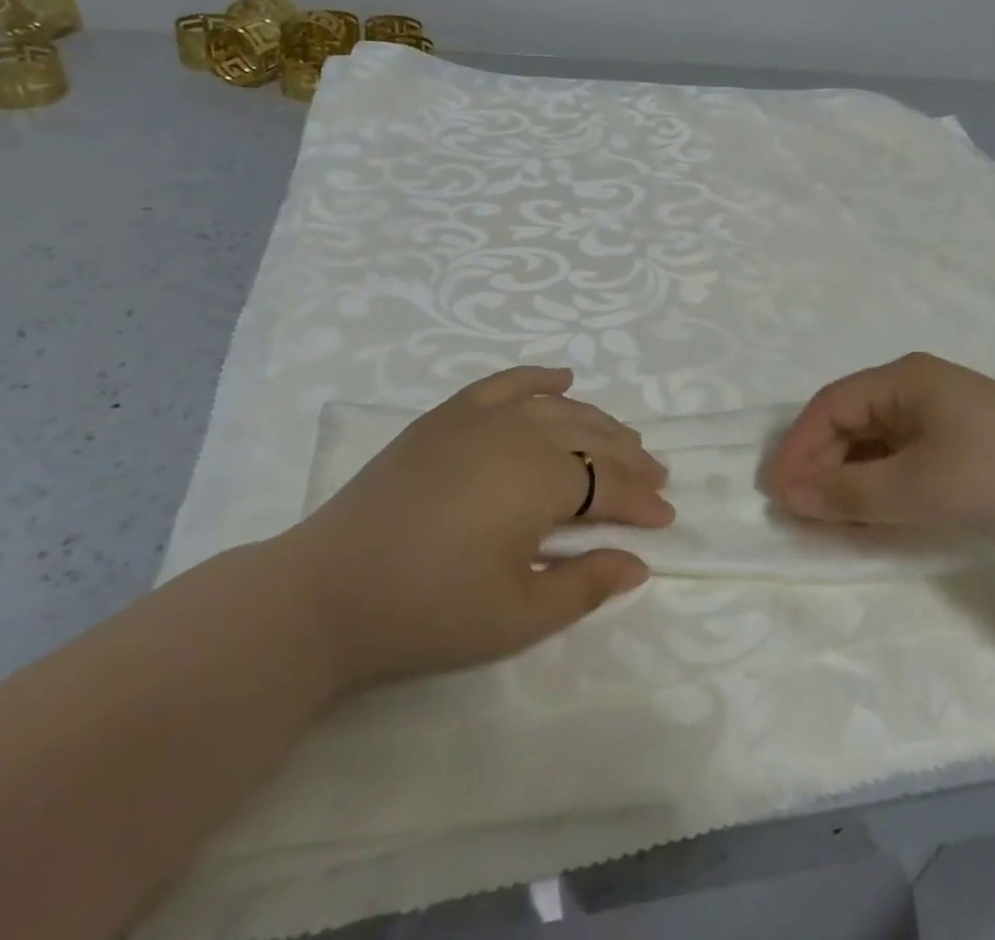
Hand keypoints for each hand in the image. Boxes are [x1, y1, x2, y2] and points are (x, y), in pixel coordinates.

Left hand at [276, 367, 673, 691]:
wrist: (326, 591)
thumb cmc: (428, 611)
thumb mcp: (517, 615)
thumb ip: (585, 585)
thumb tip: (637, 562)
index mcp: (539, 478)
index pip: (607, 484)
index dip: (641, 502)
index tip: (667, 520)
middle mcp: (517, 432)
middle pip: (589, 437)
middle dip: (629, 458)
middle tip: (656, 478)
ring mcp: (478, 418)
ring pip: (556, 408)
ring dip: (596, 421)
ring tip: (623, 440)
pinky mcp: (445, 417)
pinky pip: (504, 384)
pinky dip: (537, 379)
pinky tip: (561, 378)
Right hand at [762, 352, 994, 566]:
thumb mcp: (917, 488)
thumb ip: (848, 493)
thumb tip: (789, 495)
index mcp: (903, 379)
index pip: (830, 406)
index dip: (797, 447)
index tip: (775, 492)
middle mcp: (918, 387)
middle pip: (851, 421)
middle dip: (822, 464)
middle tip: (799, 510)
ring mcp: (944, 414)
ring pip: (876, 441)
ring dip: (849, 477)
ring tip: (829, 517)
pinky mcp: (964, 442)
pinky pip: (904, 456)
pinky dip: (882, 483)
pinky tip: (873, 511)